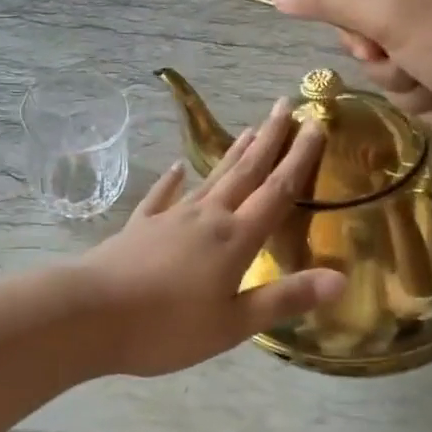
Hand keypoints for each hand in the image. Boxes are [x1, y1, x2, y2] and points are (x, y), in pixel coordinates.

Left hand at [77, 100, 343, 376]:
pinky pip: (163, 196)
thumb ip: (285, 298)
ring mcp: (171, 218)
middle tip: (284, 104)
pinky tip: (177, 168)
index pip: (276, 191)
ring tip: (250, 129)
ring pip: (211, 178)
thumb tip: (341, 279)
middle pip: (245, 171)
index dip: (299, 158)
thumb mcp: (233, 324)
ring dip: (233, 153)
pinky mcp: (141, 227)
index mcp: (234, 239)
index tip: (315, 124)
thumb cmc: (167, 327)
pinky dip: (173, 181)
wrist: (91, 314)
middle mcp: (207, 217)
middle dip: (269, 139)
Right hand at [269, 0, 431, 155]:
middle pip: (372, 33)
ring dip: (401, 81)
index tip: (374, 43)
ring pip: (389, 65)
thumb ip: (330, 3)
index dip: (356, 27)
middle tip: (406, 62)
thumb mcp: (389, 16)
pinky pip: (414, 85)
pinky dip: (422, 96)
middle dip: (382, 58)